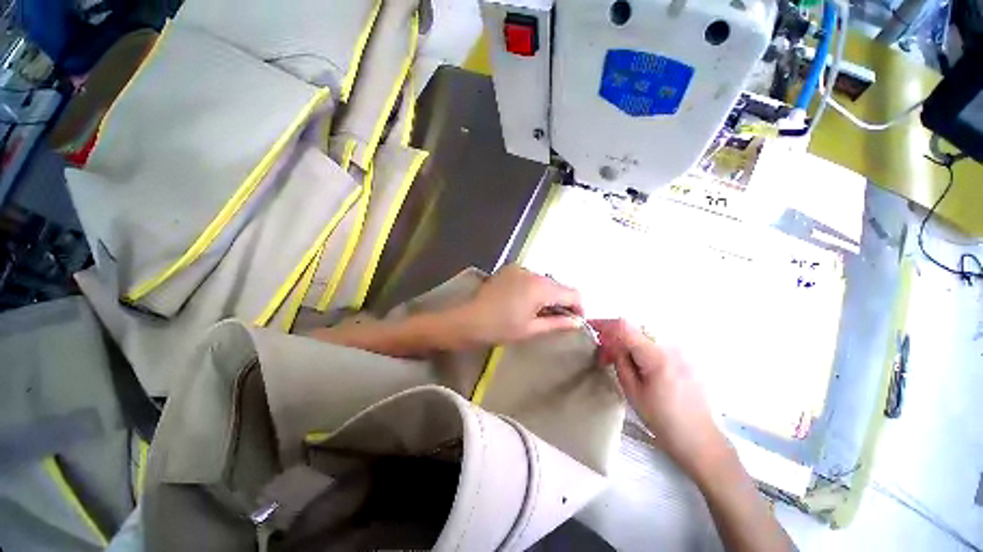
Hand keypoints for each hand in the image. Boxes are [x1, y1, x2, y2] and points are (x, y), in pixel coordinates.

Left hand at [452, 265, 583, 344]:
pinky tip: (524, 301)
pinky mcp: (509, 269)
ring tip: (538, 311)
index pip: (573, 293)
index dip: (579, 307)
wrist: (469, 320)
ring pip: (544, 280)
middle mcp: (533, 273)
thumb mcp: (531, 329)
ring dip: (547, 294)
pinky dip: (533, 288)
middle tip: (556, 319)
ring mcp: (519, 269)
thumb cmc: (501, 328)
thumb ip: (558, 323)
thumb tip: (578, 322)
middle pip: (558, 285)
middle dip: (562, 301)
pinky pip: (530, 277)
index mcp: (541, 288)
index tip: (575, 321)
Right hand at [591, 319, 730, 478]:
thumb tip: (610, 342)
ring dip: (628, 342)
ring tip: (619, 361)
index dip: (604, 323)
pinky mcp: (686, 357)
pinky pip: (657, 343)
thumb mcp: (632, 391)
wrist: (700, 439)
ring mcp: (681, 351)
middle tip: (604, 354)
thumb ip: (620, 361)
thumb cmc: (663, 420)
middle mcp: (671, 347)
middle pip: (635, 329)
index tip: (590, 326)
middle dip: (615, 336)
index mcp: (657, 356)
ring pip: (645, 335)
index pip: (625, 327)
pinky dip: (641, 347)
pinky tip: (637, 364)